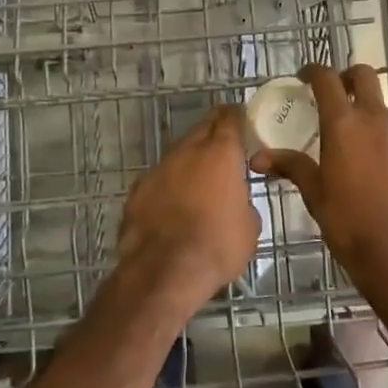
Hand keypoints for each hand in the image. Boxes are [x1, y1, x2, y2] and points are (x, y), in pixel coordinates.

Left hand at [117, 106, 259, 314]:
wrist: (163, 271)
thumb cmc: (217, 245)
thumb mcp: (249, 227)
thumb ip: (243, 202)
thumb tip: (235, 202)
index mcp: (220, 153)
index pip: (229, 118)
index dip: (237, 116)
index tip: (243, 119)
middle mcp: (187, 151)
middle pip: (202, 129)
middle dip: (214, 132)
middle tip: (225, 146)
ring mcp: (158, 169)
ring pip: (178, 154)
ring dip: (190, 160)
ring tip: (200, 180)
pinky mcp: (137, 190)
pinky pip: (159, 179)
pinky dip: (169, 185)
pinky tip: (173, 204)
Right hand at [250, 64, 387, 293]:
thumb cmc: (348, 222)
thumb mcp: (314, 193)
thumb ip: (290, 166)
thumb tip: (258, 158)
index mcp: (344, 124)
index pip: (327, 79)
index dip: (313, 71)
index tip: (303, 77)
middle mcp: (375, 120)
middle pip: (364, 76)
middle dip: (346, 77)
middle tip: (331, 93)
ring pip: (381, 106)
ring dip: (363, 109)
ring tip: (347, 135)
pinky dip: (379, 136)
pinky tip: (369, 164)